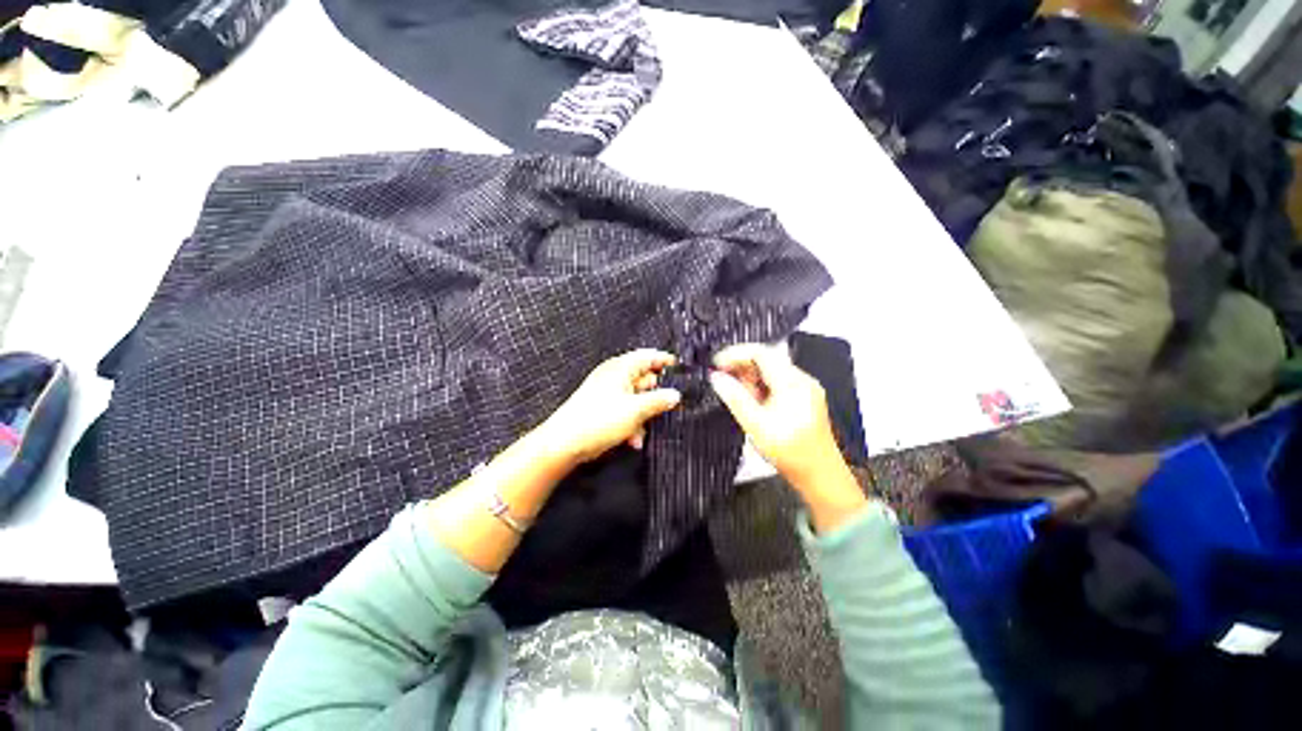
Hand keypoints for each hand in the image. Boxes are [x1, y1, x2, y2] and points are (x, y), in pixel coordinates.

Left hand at [536, 349, 681, 464]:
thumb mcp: (636, 410)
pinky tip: (632, 439)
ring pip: (637, 399)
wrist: (565, 443)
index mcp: (621, 368)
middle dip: (654, 397)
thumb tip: (675, 395)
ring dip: (643, 415)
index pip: (648, 356)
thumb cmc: (597, 420)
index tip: (681, 370)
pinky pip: (626, 411)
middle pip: (644, 380)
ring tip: (642, 431)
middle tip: (665, 408)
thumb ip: (659, 401)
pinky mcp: (603, 408)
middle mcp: (614, 376)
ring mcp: (608, 392)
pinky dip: (632, 423)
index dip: (665, 361)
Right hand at [709, 343, 847, 492]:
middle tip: (721, 379)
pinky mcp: (804, 398)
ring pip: (771, 371)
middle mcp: (802, 379)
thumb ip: (735, 398)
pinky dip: (761, 387)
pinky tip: (751, 401)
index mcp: (793, 382)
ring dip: (750, 377)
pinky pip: (778, 382)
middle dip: (741, 366)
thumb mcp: (756, 425)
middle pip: (767, 359)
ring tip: (735, 393)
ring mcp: (805, 388)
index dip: (735, 354)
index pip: (761, 353)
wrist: (820, 476)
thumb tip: (716, 378)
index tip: (716, 364)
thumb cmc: (790, 452)